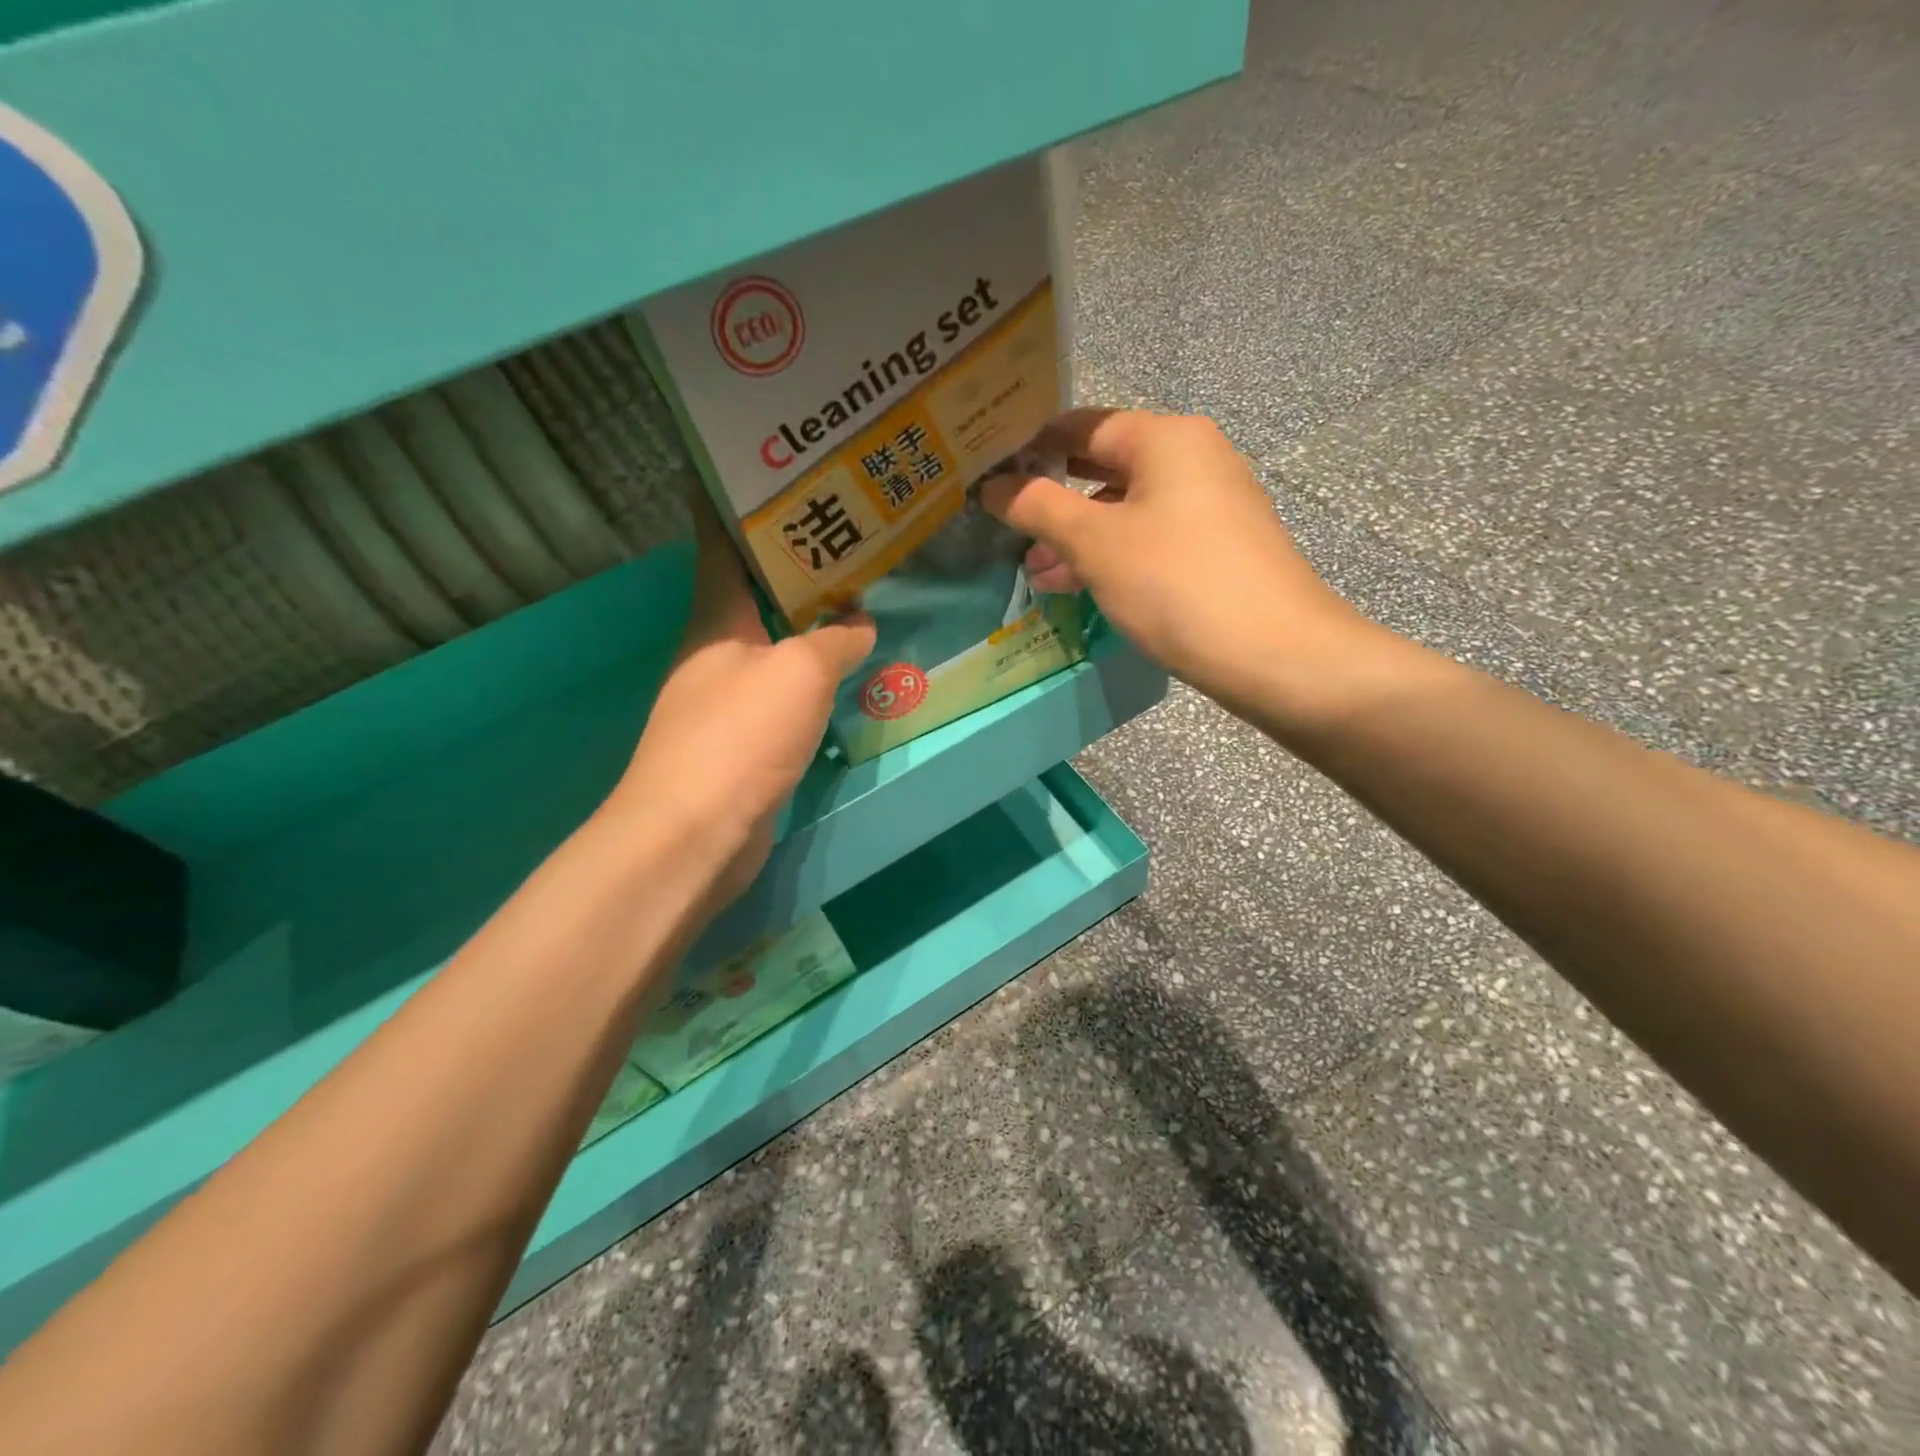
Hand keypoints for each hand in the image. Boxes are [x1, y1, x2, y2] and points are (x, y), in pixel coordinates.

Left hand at [610, 498, 875, 907]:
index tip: (761, 469)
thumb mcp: (800, 672)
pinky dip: (811, 676)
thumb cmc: (740, 735)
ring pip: (773, 644)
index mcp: (715, 618)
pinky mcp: (742, 741)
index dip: (733, 502)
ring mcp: (725, 699)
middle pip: (753, 592)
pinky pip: (783, 691)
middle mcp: (714, 651)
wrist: (696, 833)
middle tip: (845, 531)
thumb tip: (860, 625)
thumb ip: (834, 640)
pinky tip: (845, 672)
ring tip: (858, 595)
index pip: (720, 543)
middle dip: (793, 562)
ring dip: (808, 623)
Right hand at [981, 409, 1364, 715]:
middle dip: (1053, 500)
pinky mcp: (1215, 550)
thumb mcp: (1096, 543)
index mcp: (1166, 439)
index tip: (989, 471)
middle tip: (1005, 525)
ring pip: (1125, 511)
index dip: (1032, 445)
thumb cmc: (1175, 582)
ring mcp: (1208, 507)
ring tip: (1034, 570)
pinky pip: (1148, 540)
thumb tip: (992, 485)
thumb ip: (1039, 508)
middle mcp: (1192, 460)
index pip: (1083, 425)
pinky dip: (1110, 556)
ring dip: (1077, 537)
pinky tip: (1077, 585)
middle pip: (1104, 468)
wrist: (1274, 653)